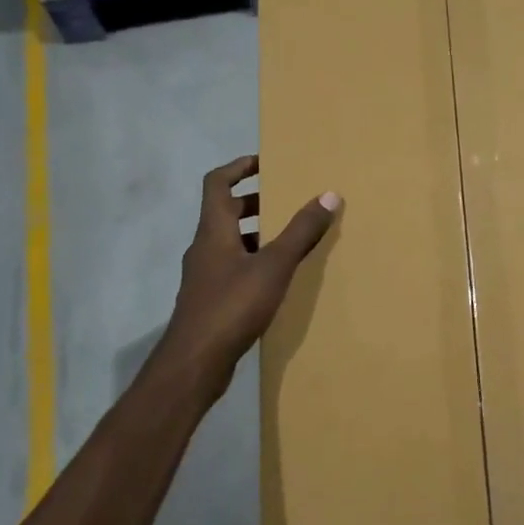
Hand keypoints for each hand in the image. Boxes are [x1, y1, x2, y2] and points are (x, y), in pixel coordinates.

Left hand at [152, 156, 340, 400]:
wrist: (194, 362)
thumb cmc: (232, 305)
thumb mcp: (274, 265)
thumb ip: (301, 231)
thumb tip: (329, 194)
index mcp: (214, 230)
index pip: (217, 183)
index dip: (238, 167)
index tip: (265, 162)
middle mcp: (205, 247)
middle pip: (225, 212)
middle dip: (254, 201)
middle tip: (286, 200)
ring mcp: (205, 276)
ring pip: (230, 242)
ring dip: (256, 233)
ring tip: (289, 237)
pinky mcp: (210, 301)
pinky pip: (233, 268)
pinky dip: (253, 262)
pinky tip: (277, 278)